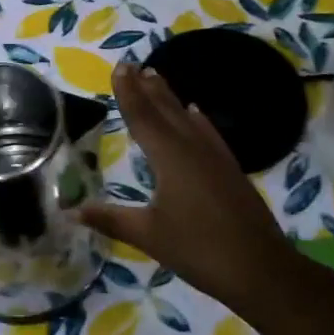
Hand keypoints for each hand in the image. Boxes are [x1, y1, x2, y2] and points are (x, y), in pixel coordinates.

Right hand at [80, 60, 290, 310]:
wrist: (262, 270)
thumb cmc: (199, 250)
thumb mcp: (149, 235)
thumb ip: (111, 219)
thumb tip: (72, 210)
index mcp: (170, 157)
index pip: (142, 117)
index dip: (128, 93)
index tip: (120, 67)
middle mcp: (192, 148)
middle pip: (165, 110)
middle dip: (147, 88)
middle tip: (133, 65)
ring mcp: (215, 157)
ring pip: (187, 118)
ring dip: (169, 97)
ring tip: (156, 77)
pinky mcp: (230, 170)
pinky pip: (208, 133)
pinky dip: (197, 119)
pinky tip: (196, 112)